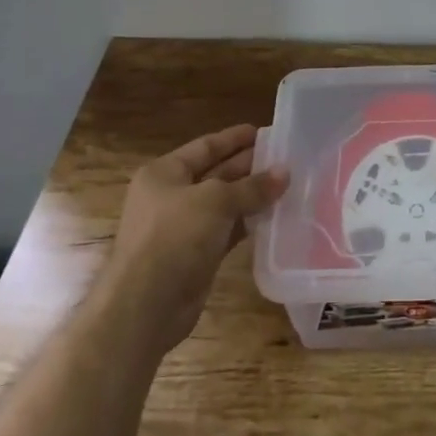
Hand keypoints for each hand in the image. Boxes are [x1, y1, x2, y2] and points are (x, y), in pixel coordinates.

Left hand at [102, 124, 287, 350]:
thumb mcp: (216, 201)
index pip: (205, 147)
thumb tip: (284, 172)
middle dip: (249, 166)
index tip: (265, 131)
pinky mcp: (197, 255)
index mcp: (164, 173)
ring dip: (253, 196)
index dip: (234, 139)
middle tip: (286, 158)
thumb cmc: (174, 237)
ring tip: (288, 185)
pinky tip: (275, 217)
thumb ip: (252, 186)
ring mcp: (184, 227)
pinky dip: (249, 223)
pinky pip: (228, 231)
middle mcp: (171, 196)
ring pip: (225, 204)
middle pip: (216, 173)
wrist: (146, 305)